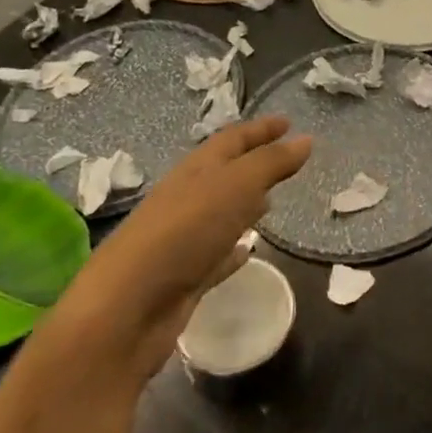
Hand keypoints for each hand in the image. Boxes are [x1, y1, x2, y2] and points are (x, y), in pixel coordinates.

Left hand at [52, 116, 311, 378]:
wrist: (127, 310)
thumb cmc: (182, 234)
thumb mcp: (234, 187)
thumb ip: (270, 163)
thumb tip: (305, 139)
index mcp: (195, 171)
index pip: (232, 139)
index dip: (261, 129)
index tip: (289, 122)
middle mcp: (186, 199)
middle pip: (225, 173)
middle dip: (253, 163)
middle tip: (285, 161)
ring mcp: (183, 239)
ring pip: (220, 213)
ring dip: (244, 204)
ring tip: (272, 202)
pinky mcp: (184, 277)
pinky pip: (216, 254)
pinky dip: (234, 248)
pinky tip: (248, 251)